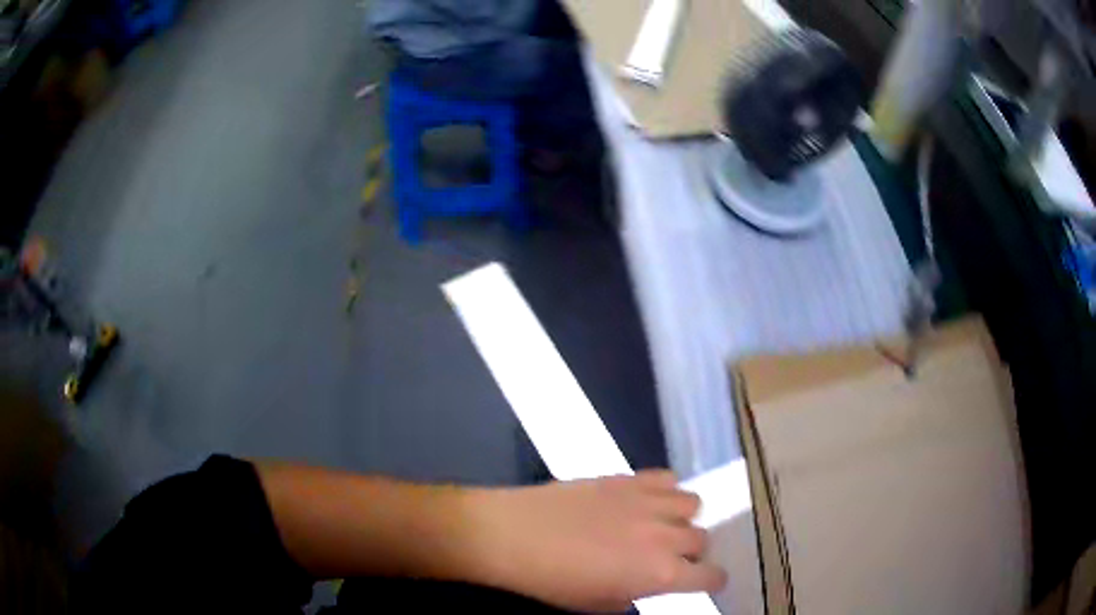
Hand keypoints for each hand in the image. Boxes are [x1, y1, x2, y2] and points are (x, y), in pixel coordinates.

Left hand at [468, 471, 727, 611]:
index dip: (711, 581)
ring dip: (682, 518)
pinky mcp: (628, 478)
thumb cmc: (551, 582)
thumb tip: (646, 582)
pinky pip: (667, 477)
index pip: (711, 576)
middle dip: (691, 552)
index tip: (704, 582)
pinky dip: (665, 490)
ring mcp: (648, 502)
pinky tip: (645, 501)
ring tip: (659, 526)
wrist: (511, 536)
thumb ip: (636, 593)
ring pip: (693, 504)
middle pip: (703, 539)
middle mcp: (665, 536)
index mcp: (660, 574)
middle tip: (667, 558)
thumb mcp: (598, 604)